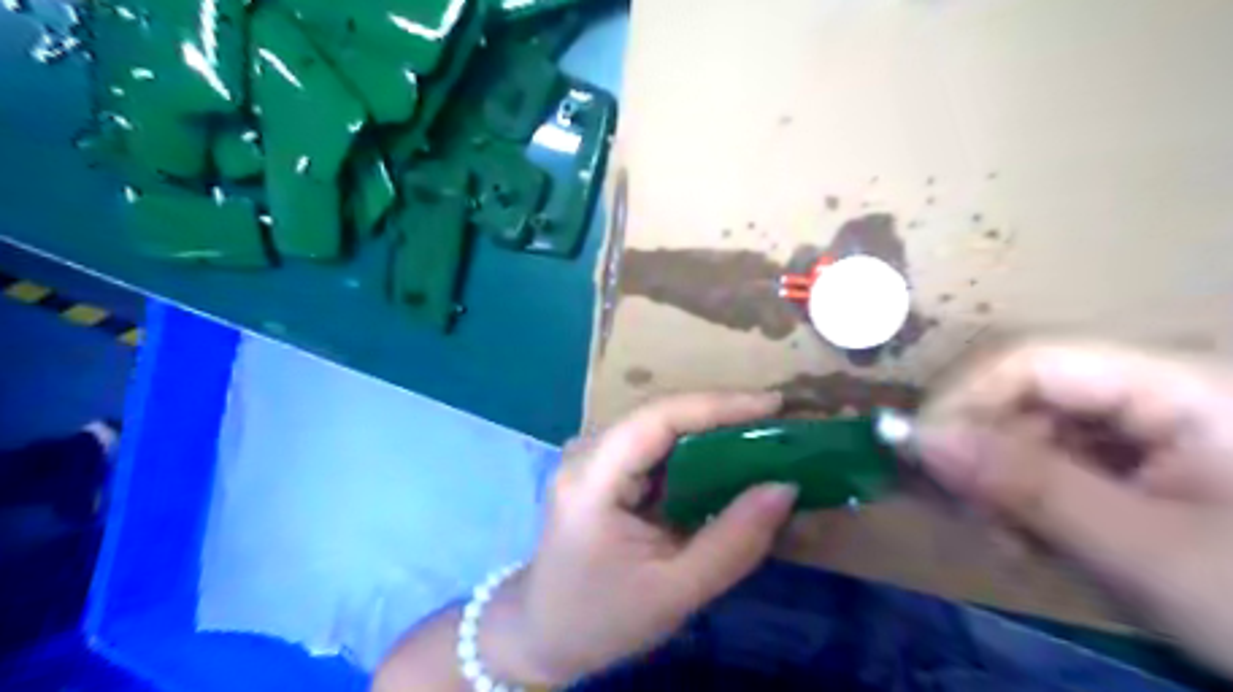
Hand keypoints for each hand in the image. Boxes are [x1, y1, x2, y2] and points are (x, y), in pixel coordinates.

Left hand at [495, 392, 798, 683]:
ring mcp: (590, 459)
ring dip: (710, 431)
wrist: (543, 635)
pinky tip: (726, 461)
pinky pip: (654, 449)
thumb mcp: (675, 591)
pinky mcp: (601, 471)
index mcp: (592, 480)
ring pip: (658, 428)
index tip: (773, 405)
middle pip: (659, 416)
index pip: (657, 419)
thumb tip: (785, 487)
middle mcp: (586, 454)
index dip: (716, 405)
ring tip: (763, 437)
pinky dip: (694, 452)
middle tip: (777, 423)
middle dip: (721, 415)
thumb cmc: (602, 619)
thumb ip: (734, 541)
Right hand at [915, 340, 1231, 675]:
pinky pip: (1056, 464)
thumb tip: (917, 439)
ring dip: (1005, 486)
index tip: (923, 457)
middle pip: (1025, 397)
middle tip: (978, 522)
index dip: (964, 400)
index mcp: (1176, 385)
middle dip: (986, 457)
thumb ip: (1025, 486)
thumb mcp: (1142, 549)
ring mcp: (1149, 429)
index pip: (1029, 361)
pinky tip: (1038, 540)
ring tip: (1014, 544)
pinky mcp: (1142, 464)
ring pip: (1032, 433)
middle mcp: (1154, 390)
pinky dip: (1031, 501)